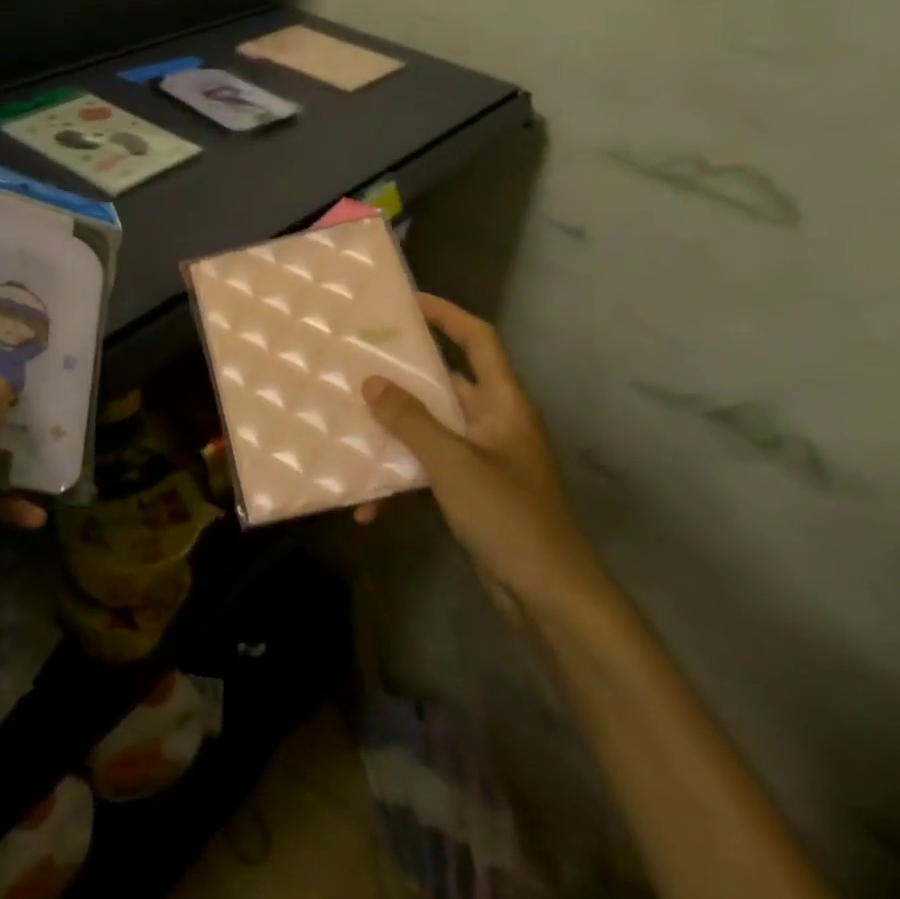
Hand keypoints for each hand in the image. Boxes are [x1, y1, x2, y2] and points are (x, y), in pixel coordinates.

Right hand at [360, 294, 607, 622]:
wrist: (549, 596)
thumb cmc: (509, 516)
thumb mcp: (453, 463)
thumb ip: (411, 420)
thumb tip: (372, 383)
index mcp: (504, 403)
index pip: (479, 340)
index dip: (448, 315)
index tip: (408, 302)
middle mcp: (495, 422)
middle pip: (446, 383)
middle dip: (403, 376)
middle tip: (359, 364)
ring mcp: (484, 458)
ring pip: (431, 428)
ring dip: (394, 433)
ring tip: (350, 428)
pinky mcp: (472, 490)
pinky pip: (428, 468)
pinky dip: (401, 479)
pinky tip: (370, 507)